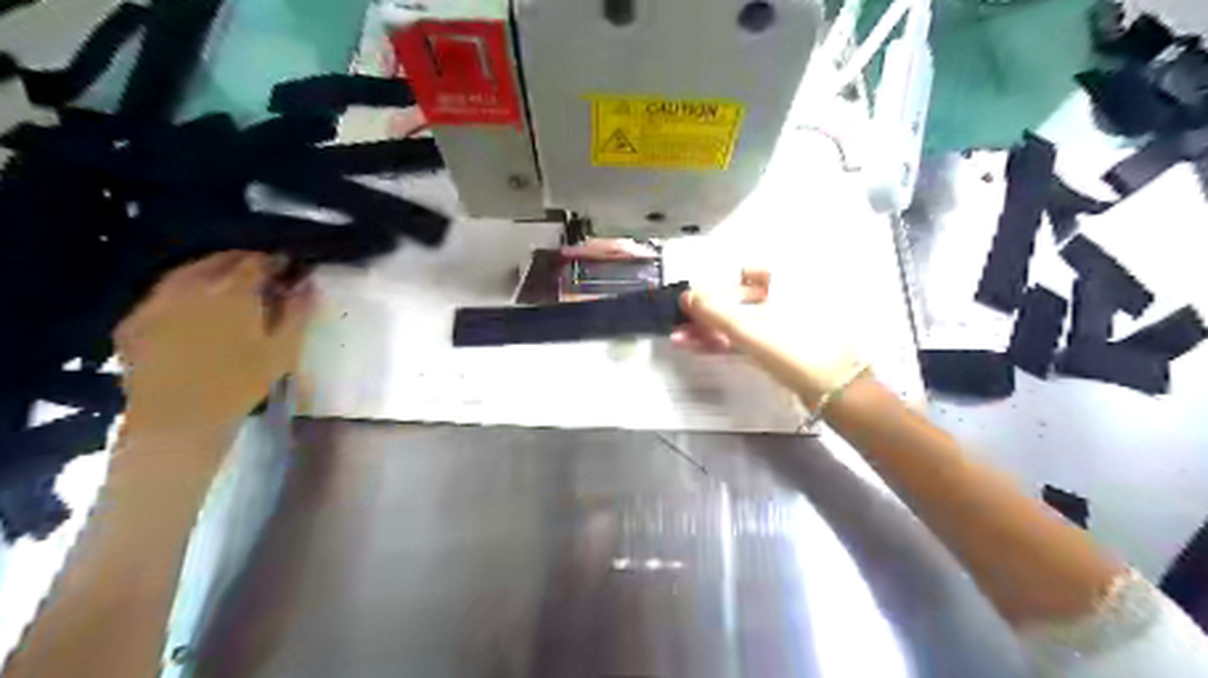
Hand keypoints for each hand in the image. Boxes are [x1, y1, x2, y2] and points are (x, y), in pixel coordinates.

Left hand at [114, 251, 313, 432]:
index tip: (288, 268)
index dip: (274, 262)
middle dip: (242, 262)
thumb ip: (298, 312)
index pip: (256, 262)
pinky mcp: (133, 321)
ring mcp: (156, 302)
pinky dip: (181, 292)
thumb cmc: (241, 384)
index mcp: (232, 292)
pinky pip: (162, 295)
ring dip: (210, 272)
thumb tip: (307, 282)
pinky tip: (192, 307)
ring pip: (186, 273)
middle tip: (262, 274)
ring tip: (228, 286)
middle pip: (219, 261)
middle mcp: (191, 287)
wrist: (179, 420)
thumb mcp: (283, 349)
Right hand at [676, 267, 863, 406]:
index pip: (745, 271)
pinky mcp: (783, 347)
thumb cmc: (794, 349)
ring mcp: (786, 323)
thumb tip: (686, 294)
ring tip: (681, 340)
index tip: (694, 300)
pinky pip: (749, 337)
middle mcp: (787, 297)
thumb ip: (714, 310)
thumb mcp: (749, 328)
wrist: (836, 391)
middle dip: (707, 312)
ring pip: (742, 321)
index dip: (718, 283)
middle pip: (739, 299)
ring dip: (712, 329)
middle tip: (681, 325)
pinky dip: (726, 341)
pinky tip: (701, 347)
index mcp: (786, 281)